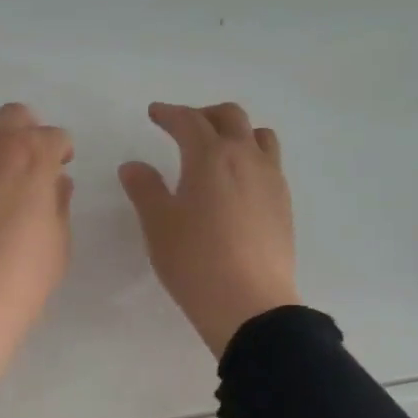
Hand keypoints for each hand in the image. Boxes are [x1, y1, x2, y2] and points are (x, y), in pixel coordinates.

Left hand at [0, 101, 74, 385]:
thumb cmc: (16, 282)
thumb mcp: (58, 246)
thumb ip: (58, 203)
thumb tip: (54, 181)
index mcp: (34, 155)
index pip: (55, 137)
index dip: (58, 156)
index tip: (54, 174)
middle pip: (15, 115)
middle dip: (25, 136)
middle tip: (20, 168)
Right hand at [119, 102, 299, 357]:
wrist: (250, 304)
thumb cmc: (195, 260)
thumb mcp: (158, 224)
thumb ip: (145, 188)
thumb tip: (133, 166)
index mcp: (211, 156)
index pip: (189, 120)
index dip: (169, 113)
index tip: (155, 113)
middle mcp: (246, 158)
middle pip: (230, 117)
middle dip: (204, 115)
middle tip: (183, 127)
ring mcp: (271, 180)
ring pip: (259, 136)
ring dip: (236, 132)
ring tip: (217, 150)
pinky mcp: (284, 204)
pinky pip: (270, 163)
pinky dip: (251, 158)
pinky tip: (236, 184)